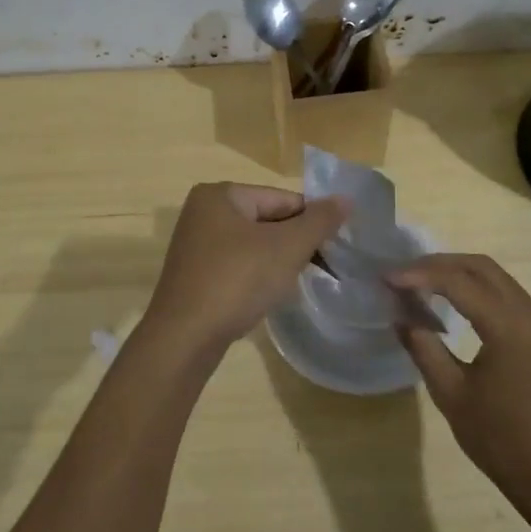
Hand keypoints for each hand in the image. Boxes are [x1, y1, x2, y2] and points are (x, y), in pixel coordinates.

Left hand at [140, 183, 349, 363]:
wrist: (186, 337)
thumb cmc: (237, 280)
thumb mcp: (287, 247)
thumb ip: (319, 221)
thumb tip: (345, 199)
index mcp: (220, 194)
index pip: (282, 198)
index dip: (313, 221)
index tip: (337, 247)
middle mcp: (203, 212)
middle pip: (268, 220)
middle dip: (296, 243)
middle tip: (323, 267)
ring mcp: (196, 245)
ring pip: (254, 245)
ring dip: (279, 261)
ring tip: (298, 282)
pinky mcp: (196, 274)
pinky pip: (238, 265)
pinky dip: (258, 276)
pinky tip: (270, 295)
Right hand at [387, 254, 530, 517]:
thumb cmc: (504, 443)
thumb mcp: (452, 396)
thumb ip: (424, 348)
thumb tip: (401, 316)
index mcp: (510, 326)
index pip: (457, 281)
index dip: (418, 274)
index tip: (387, 279)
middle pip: (484, 268)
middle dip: (441, 264)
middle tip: (405, 275)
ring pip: (504, 284)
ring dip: (464, 278)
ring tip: (428, 290)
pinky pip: (518, 306)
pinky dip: (486, 298)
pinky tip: (465, 318)